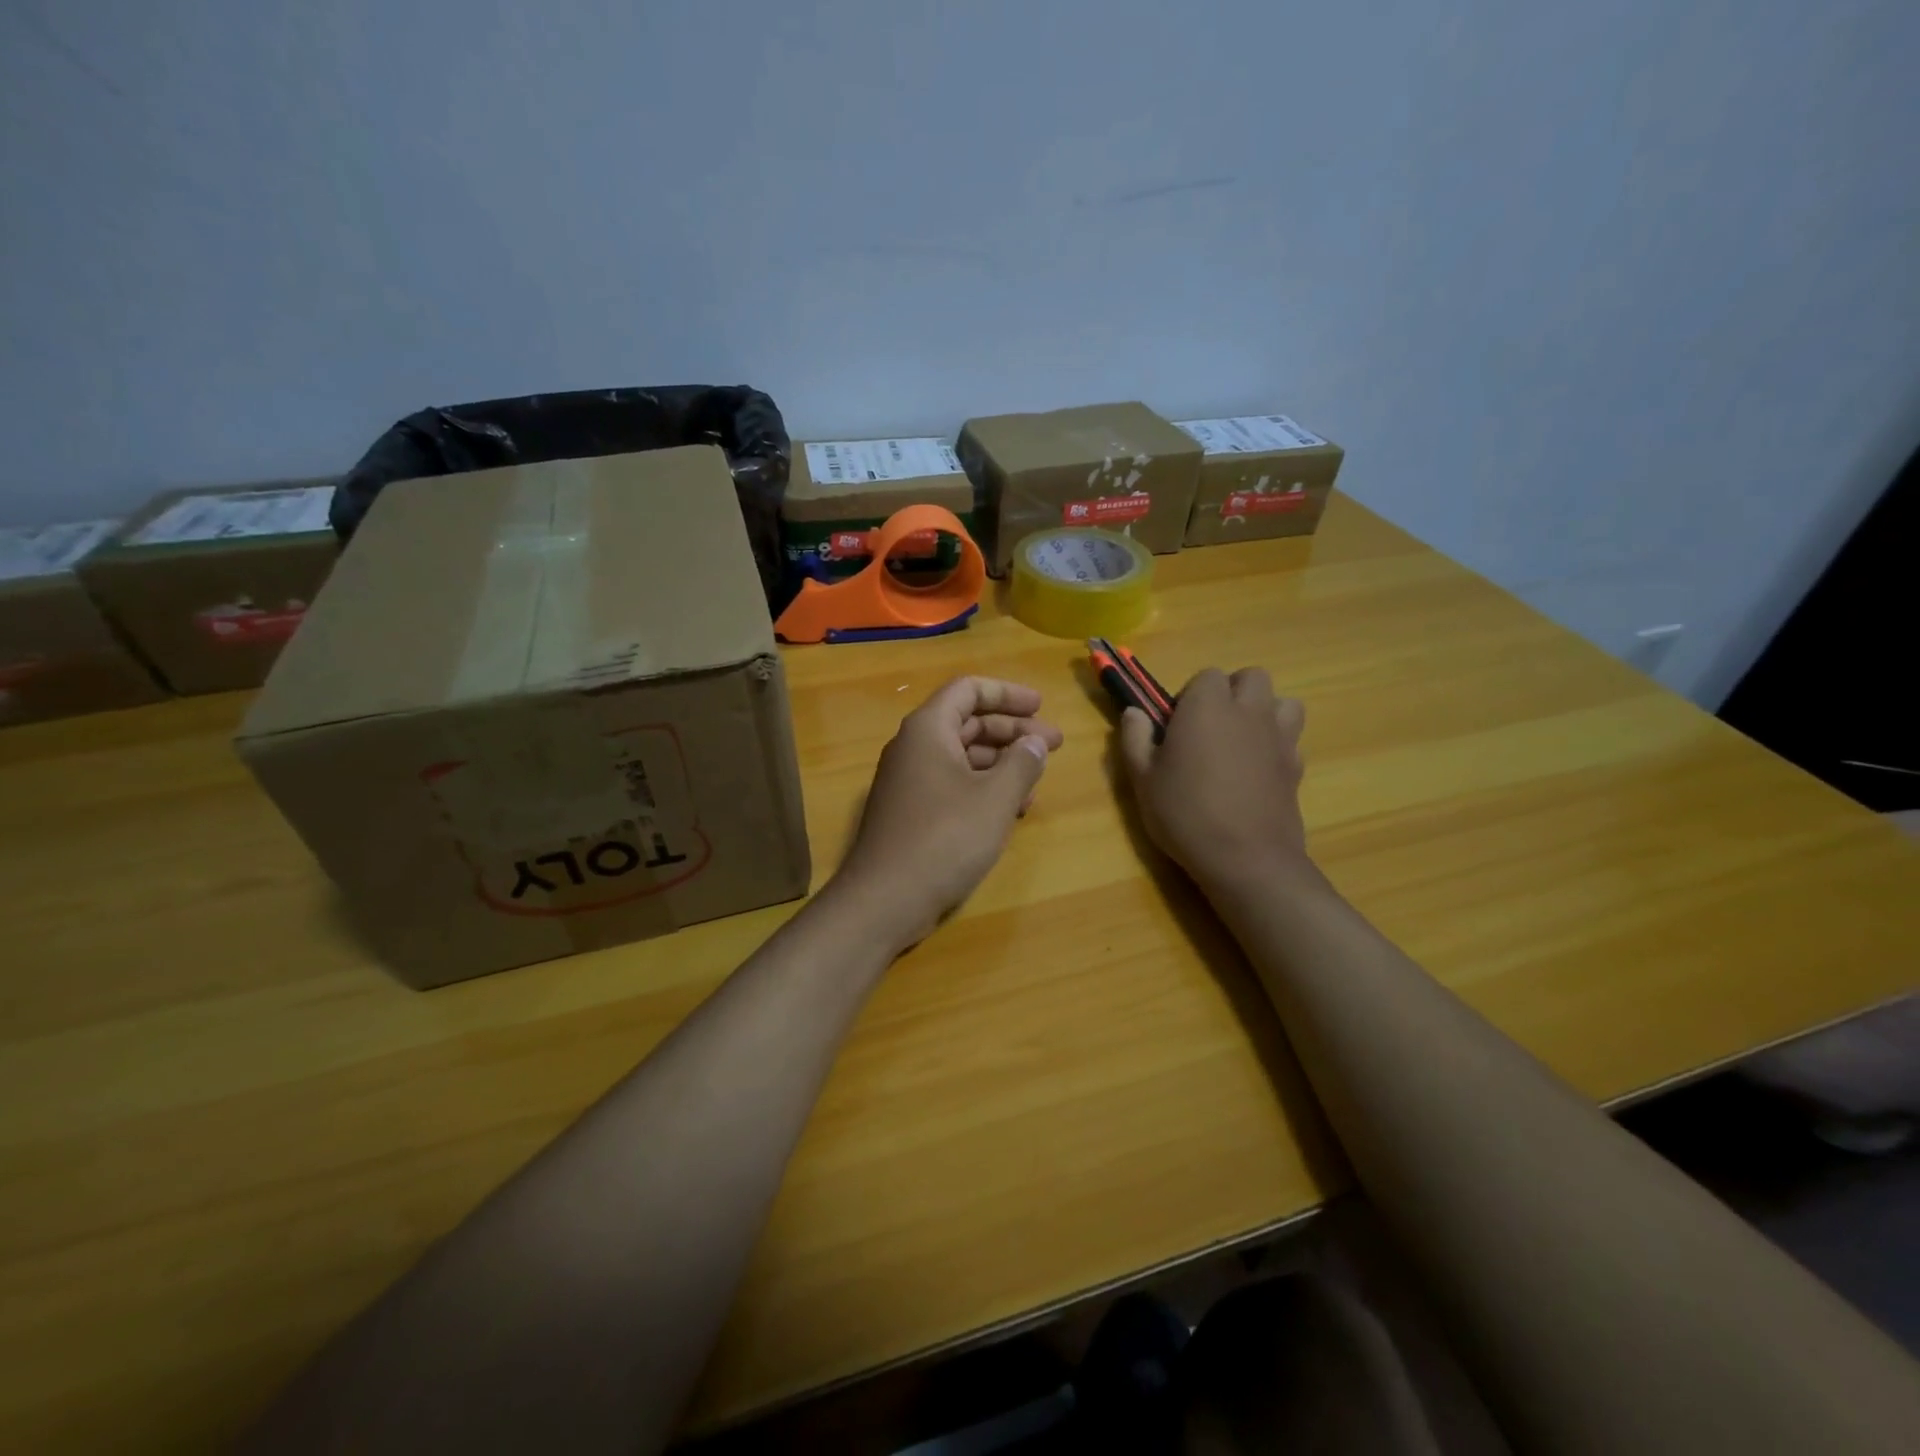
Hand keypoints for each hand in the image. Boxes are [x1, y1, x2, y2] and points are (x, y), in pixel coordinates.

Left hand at [833, 677, 1063, 951]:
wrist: (885, 899)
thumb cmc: (944, 839)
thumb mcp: (994, 798)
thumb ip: (1022, 763)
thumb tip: (1035, 742)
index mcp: (928, 730)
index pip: (968, 690)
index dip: (1007, 694)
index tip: (1041, 707)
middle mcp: (914, 748)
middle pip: (968, 722)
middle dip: (1013, 730)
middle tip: (1054, 745)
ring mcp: (909, 782)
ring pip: (963, 756)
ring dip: (1002, 762)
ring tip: (1037, 780)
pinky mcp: (911, 813)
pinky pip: (953, 785)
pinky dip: (984, 788)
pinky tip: (1011, 810)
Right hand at [1119, 667, 1309, 890]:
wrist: (1246, 858)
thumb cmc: (1185, 813)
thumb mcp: (1142, 779)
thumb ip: (1135, 739)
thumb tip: (1134, 712)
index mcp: (1207, 706)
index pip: (1206, 676)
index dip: (1191, 696)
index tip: (1178, 725)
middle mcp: (1248, 711)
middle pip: (1251, 678)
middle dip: (1233, 693)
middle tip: (1211, 728)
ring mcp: (1279, 737)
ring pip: (1283, 702)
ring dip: (1264, 713)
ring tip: (1242, 742)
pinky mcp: (1297, 765)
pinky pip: (1291, 739)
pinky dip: (1277, 746)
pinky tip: (1258, 772)